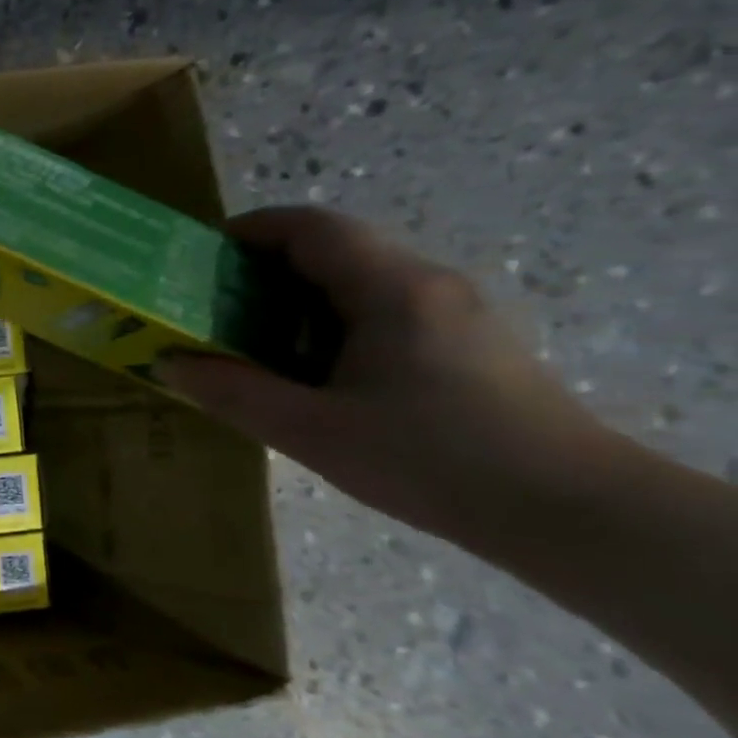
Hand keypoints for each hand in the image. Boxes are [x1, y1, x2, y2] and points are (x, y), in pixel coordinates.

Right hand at [157, 207, 615, 544]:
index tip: (198, 257)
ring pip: (356, 282)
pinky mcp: (464, 342)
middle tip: (210, 308)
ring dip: (294, 301)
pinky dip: (328, 325)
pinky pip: (380, 311)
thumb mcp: (311, 431)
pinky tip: (309, 373)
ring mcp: (452, 312)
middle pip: (332, 250)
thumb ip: (233, 392)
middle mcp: (426, 283)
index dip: (248, 230)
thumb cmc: (430, 460)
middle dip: (262, 270)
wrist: (568, 510)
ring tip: (248, 343)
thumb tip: (168, 363)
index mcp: (390, 289)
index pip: (310, 227)